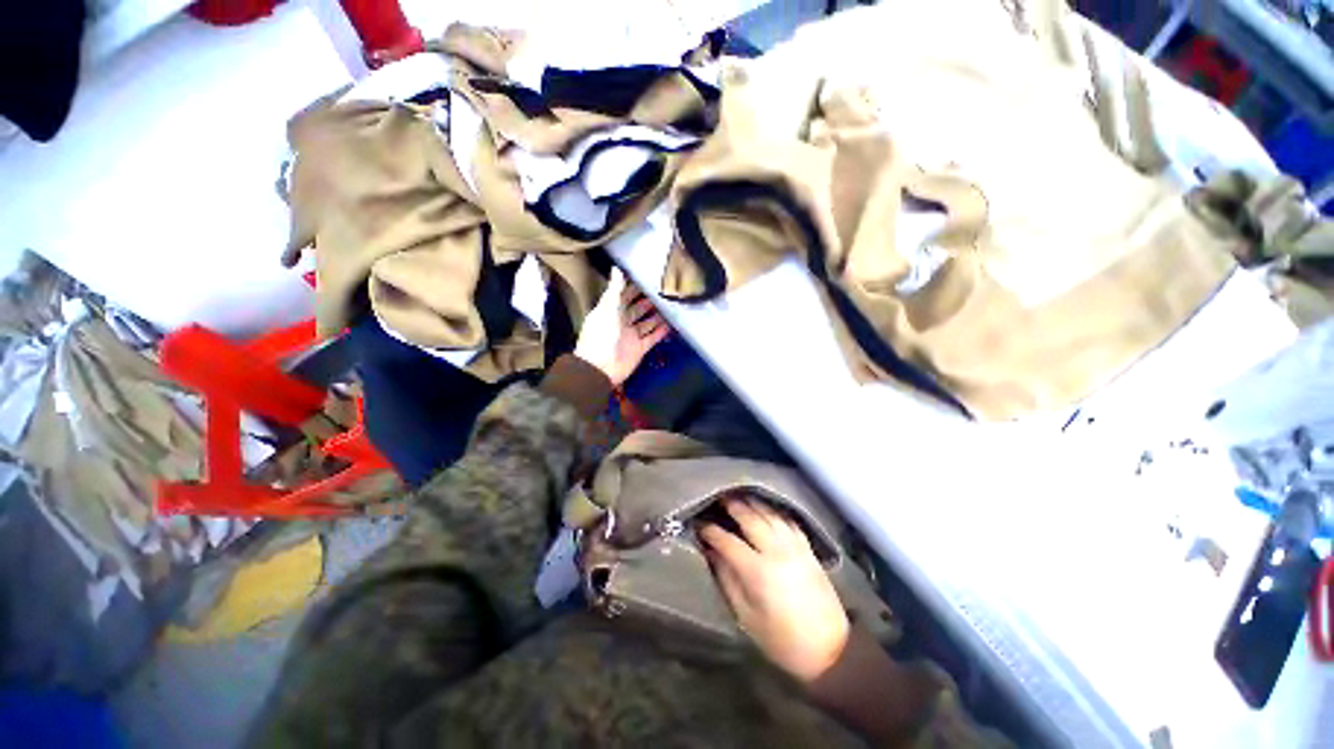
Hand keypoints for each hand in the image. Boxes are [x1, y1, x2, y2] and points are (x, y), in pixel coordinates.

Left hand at [574, 269, 670, 386]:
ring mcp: (631, 336)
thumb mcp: (608, 309)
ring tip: (670, 306)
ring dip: (657, 316)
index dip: (632, 288)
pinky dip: (660, 332)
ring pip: (646, 323)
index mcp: (610, 311)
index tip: (646, 279)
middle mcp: (621, 323)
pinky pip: (652, 338)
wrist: (600, 367)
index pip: (622, 296)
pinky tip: (671, 324)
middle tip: (662, 292)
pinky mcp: (639, 348)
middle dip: (648, 301)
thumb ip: (615, 290)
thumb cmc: (601, 336)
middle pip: (637, 309)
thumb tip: (616, 269)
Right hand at [701, 497, 850, 682]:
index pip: (728, 541)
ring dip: (753, 503)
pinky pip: (788, 520)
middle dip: (732, 506)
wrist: (831, 649)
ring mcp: (795, 546)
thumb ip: (727, 580)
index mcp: (758, 571)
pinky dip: (775, 510)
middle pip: (750, 518)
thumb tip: (711, 553)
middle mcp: (776, 551)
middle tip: (719, 498)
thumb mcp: (746, 617)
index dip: (711, 531)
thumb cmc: (782, 640)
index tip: (699, 525)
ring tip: (739, 496)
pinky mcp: (808, 548)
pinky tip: (767, 507)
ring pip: (770, 514)